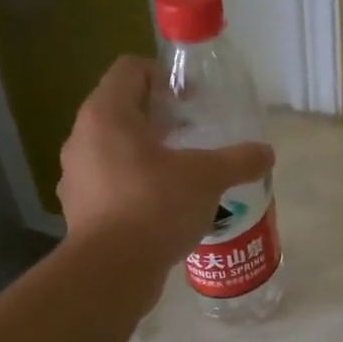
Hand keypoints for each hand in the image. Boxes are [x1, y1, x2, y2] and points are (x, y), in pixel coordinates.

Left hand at [57, 57, 273, 273]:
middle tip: (194, 136)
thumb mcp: (207, 178)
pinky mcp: (80, 209)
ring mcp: (76, 176)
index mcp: (106, 115)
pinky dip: (135, 185)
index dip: (163, 76)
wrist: (111, 272)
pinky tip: (164, 207)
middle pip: (122, 110)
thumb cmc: (155, 206)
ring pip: (114, 149)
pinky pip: (109, 183)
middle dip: (160, 119)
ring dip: (147, 154)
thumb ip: (239, 160)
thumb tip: (266, 153)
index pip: (129, 70)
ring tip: (182, 173)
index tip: (191, 100)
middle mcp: (82, 138)